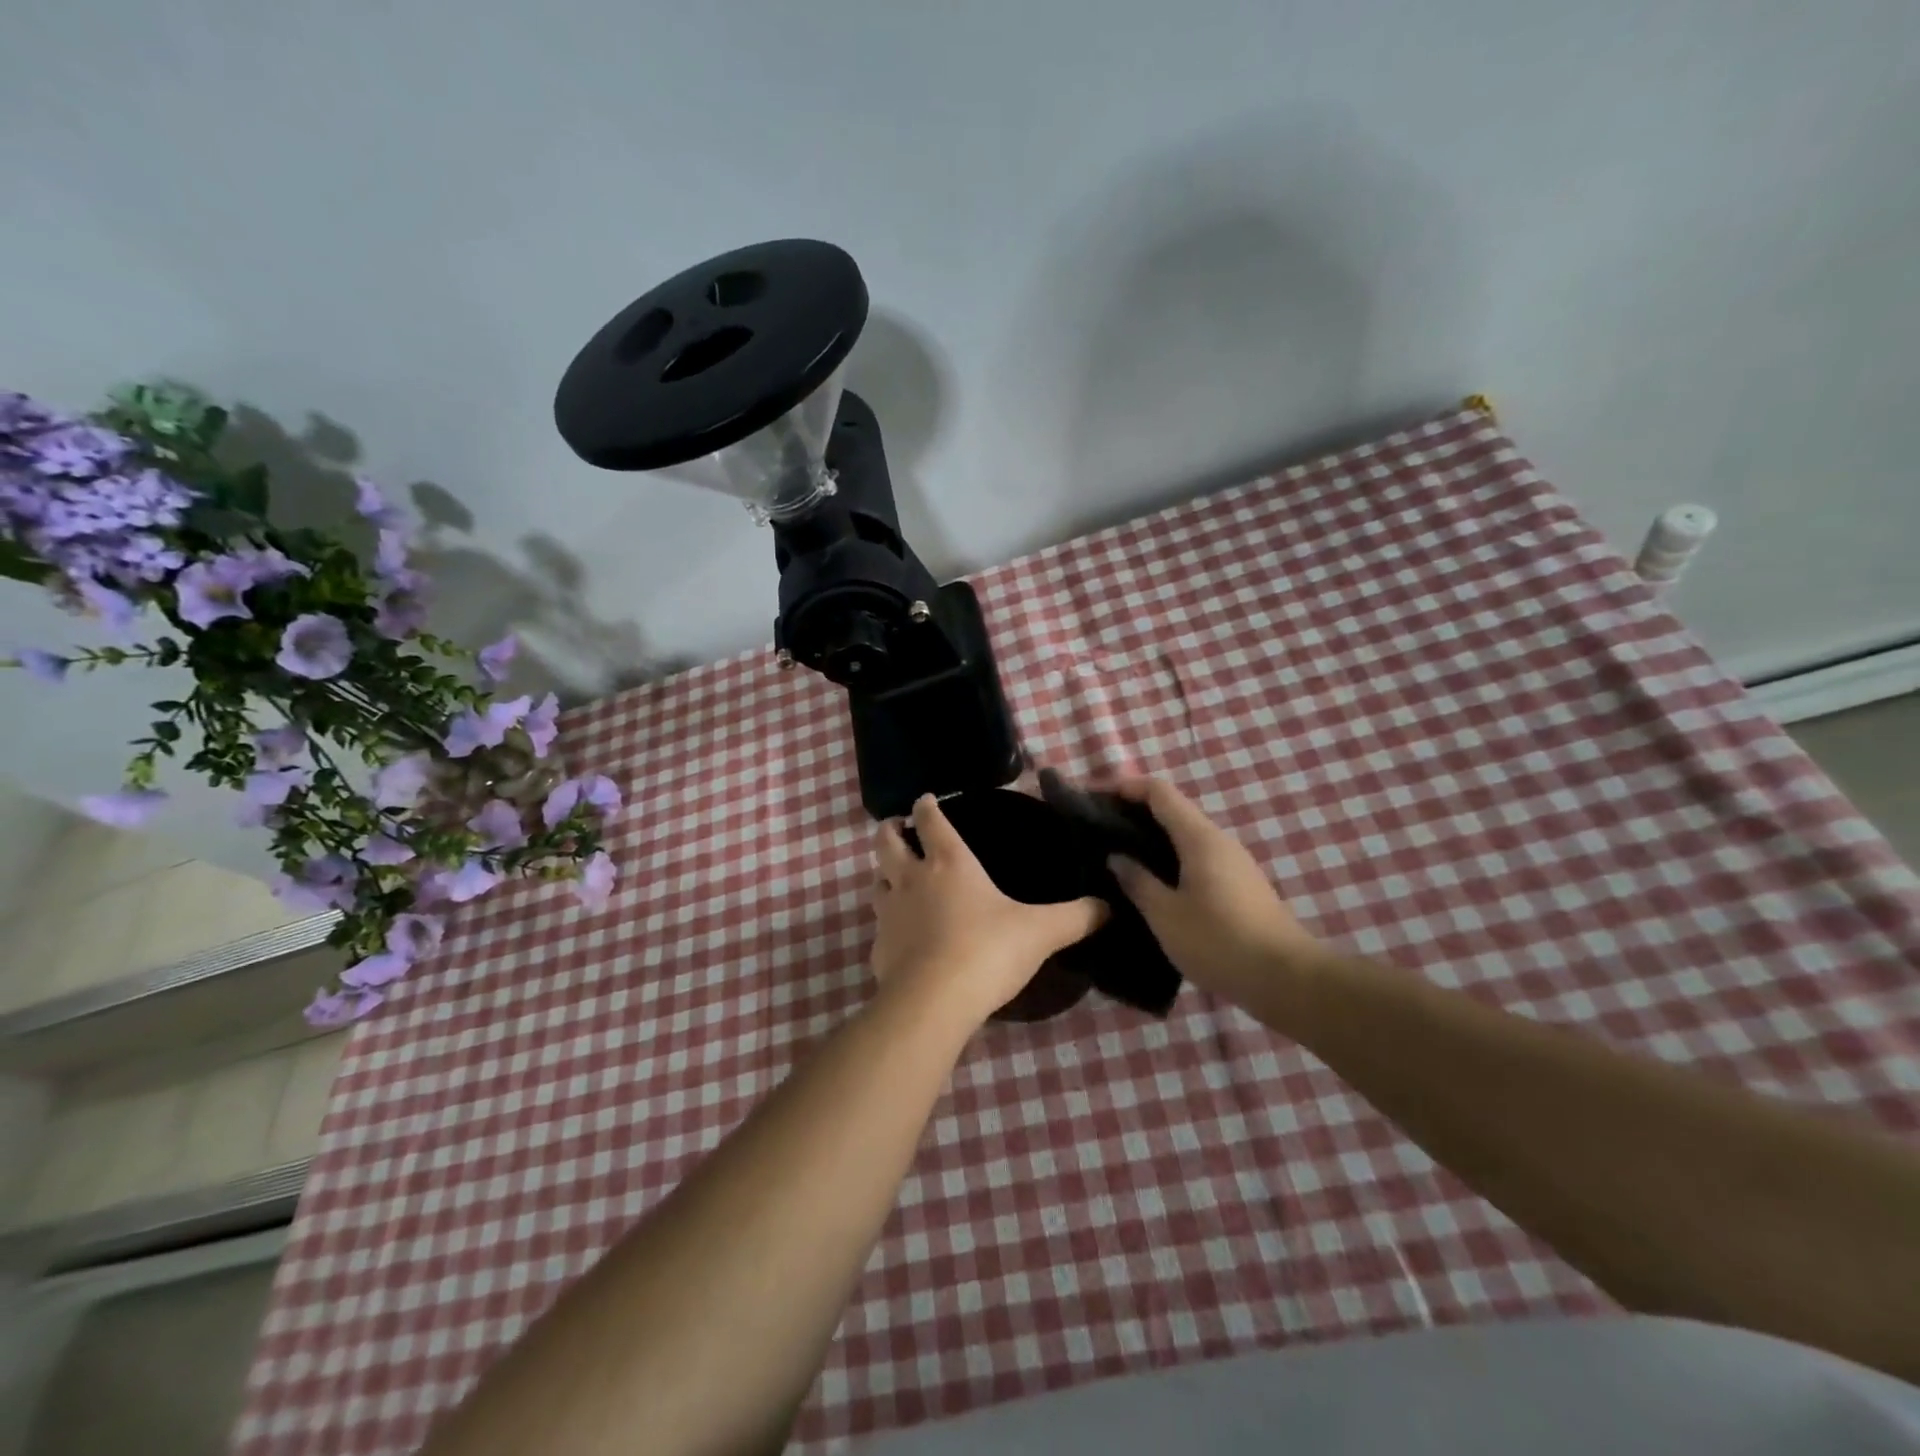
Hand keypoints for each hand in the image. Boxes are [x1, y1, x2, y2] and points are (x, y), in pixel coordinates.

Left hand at [870, 794, 1105, 1032]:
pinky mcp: (878, 948)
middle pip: (888, 842)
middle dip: (890, 830)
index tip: (924, 799)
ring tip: (896, 878)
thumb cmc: (987, 951)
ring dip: (885, 874)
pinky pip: (879, 927)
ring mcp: (889, 913)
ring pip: (877, 881)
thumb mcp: (1041, 932)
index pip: (930, 821)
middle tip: (896, 827)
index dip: (926, 807)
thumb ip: (1076, 917)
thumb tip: (1109, 907)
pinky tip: (901, 938)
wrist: (933, 1002)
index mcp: (950, 863)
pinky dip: (887, 925)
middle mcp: (913, 879)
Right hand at [1105, 777, 1322, 1003]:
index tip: (1092, 796)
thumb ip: (1138, 881)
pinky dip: (1168, 859)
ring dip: (1150, 838)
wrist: (1286, 978)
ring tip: (1117, 856)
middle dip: (1133, 813)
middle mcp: (1218, 840)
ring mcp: (1232, 863)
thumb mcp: (1166, 915)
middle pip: (1172, 810)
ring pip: (1184, 836)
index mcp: (1198, 837)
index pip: (1158, 792)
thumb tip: (1116, 857)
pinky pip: (1195, 858)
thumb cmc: (1219, 941)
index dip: (1124, 786)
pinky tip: (1150, 884)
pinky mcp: (1238, 885)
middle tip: (1097, 831)